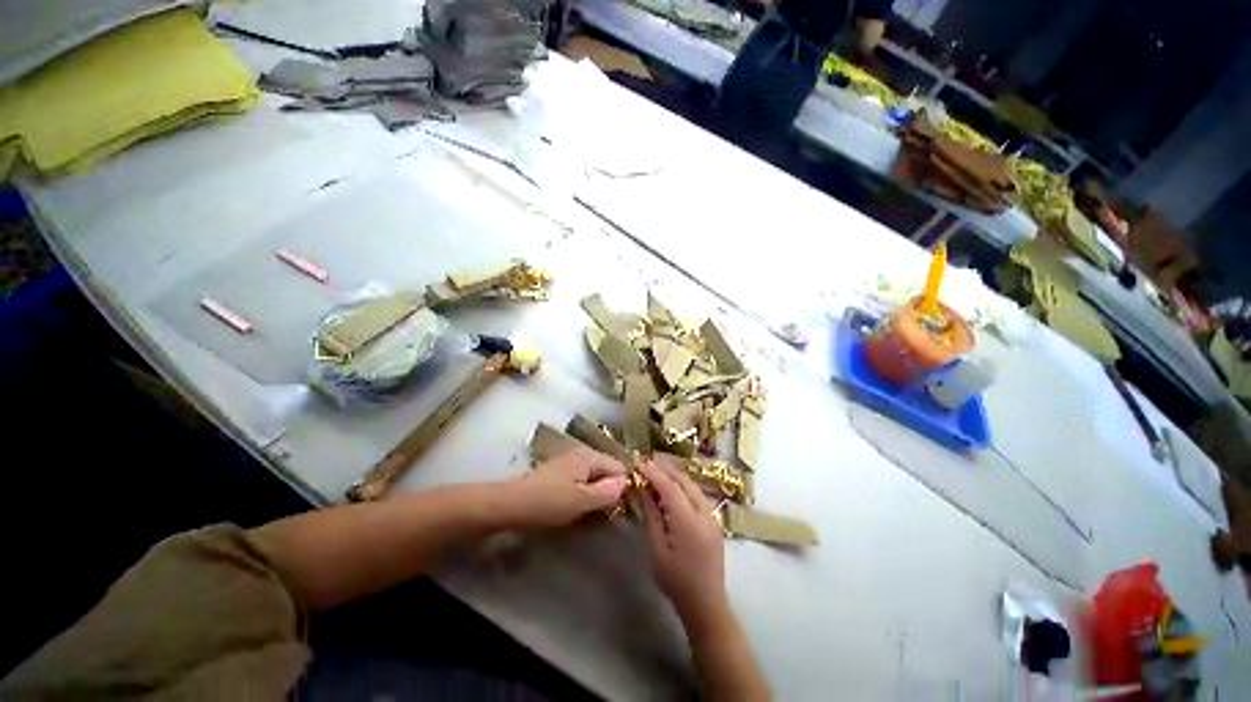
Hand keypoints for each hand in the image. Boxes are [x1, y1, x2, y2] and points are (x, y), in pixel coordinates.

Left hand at [503, 447, 630, 528]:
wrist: (510, 505)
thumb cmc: (548, 502)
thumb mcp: (582, 500)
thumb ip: (609, 491)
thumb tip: (627, 483)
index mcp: (590, 456)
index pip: (620, 468)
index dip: (624, 488)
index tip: (622, 510)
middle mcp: (583, 454)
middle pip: (608, 472)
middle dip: (611, 493)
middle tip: (607, 517)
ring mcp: (571, 463)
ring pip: (595, 479)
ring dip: (598, 497)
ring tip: (593, 516)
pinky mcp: (561, 474)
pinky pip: (582, 483)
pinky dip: (585, 496)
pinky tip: (579, 511)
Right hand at [638, 456, 728, 632]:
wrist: (707, 604)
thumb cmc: (676, 582)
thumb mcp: (657, 551)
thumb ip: (651, 517)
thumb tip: (645, 490)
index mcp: (688, 522)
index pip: (670, 487)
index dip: (653, 472)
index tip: (638, 464)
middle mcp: (704, 513)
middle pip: (684, 480)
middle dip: (666, 467)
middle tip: (647, 461)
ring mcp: (713, 516)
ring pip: (693, 485)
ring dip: (675, 474)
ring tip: (658, 468)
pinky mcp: (715, 521)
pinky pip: (698, 494)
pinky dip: (684, 485)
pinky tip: (673, 485)